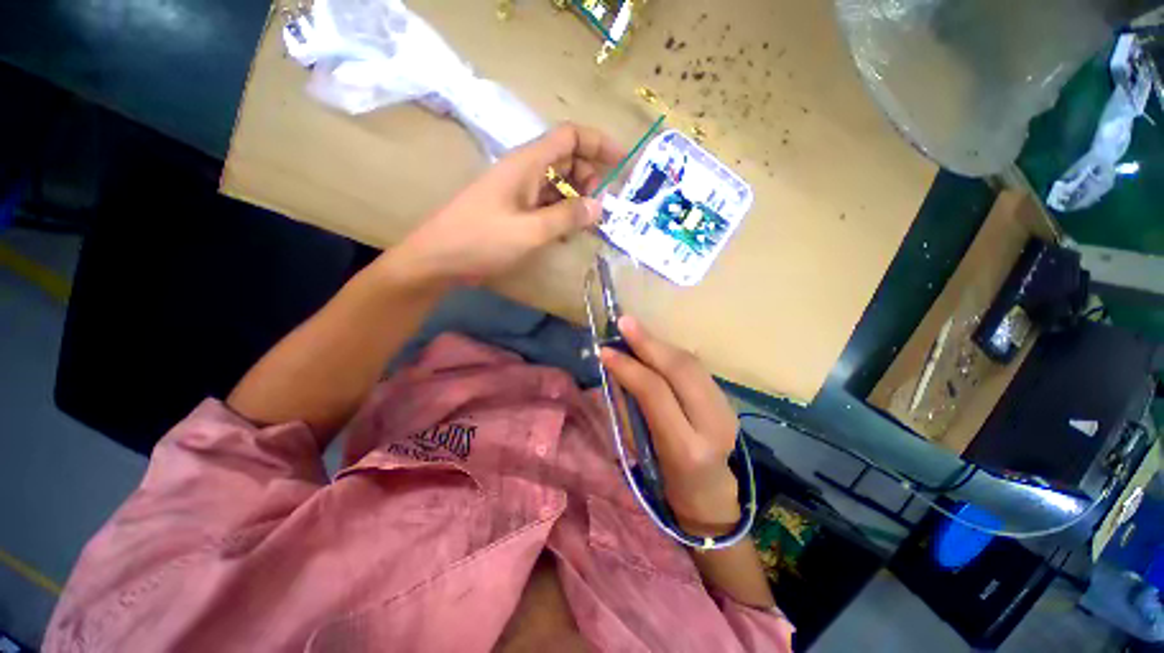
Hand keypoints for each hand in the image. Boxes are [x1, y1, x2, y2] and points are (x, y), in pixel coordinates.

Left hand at [395, 123, 624, 284]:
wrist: (439, 259)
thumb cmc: (481, 240)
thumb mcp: (530, 231)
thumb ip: (567, 217)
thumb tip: (600, 206)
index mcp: (528, 163)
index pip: (570, 137)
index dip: (598, 143)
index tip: (623, 162)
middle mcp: (526, 171)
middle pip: (568, 160)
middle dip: (591, 177)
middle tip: (603, 206)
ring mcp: (520, 191)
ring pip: (559, 184)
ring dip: (578, 199)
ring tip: (591, 223)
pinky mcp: (516, 210)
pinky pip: (548, 204)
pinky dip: (563, 214)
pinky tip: (570, 233)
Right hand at [600, 317, 740, 534]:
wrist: (710, 493)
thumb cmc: (664, 479)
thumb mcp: (639, 450)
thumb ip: (630, 406)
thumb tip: (618, 368)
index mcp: (685, 447)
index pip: (655, 393)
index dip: (628, 367)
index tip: (605, 350)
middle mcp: (713, 425)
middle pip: (680, 370)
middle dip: (648, 342)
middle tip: (623, 322)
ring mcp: (726, 410)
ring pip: (691, 363)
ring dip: (659, 344)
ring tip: (634, 331)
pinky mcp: (727, 400)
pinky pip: (695, 367)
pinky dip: (670, 353)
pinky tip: (653, 347)